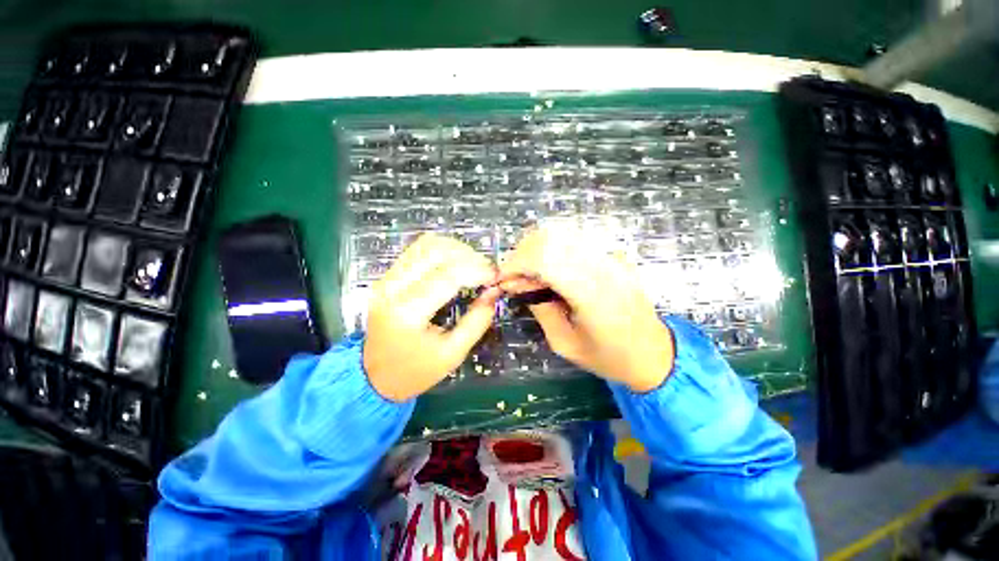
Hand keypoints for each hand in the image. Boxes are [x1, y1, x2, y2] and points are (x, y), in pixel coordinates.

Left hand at [364, 234, 500, 401]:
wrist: (373, 376)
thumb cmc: (415, 371)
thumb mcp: (453, 354)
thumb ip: (477, 321)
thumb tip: (494, 291)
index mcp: (407, 313)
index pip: (447, 276)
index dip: (477, 270)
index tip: (495, 276)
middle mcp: (392, 288)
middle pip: (435, 252)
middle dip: (468, 256)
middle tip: (487, 270)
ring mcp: (386, 279)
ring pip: (425, 245)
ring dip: (455, 249)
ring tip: (474, 264)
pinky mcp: (387, 276)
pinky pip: (417, 250)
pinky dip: (441, 250)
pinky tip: (456, 262)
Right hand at [498, 226, 673, 392]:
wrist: (655, 354)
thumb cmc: (609, 357)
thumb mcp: (564, 343)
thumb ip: (540, 309)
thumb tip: (518, 284)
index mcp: (592, 293)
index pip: (545, 258)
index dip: (516, 263)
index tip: (502, 278)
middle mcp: (603, 267)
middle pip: (552, 237)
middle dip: (523, 252)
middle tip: (513, 276)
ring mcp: (612, 257)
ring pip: (563, 234)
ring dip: (537, 249)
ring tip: (528, 274)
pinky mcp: (614, 256)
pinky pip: (576, 241)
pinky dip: (553, 250)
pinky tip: (549, 270)